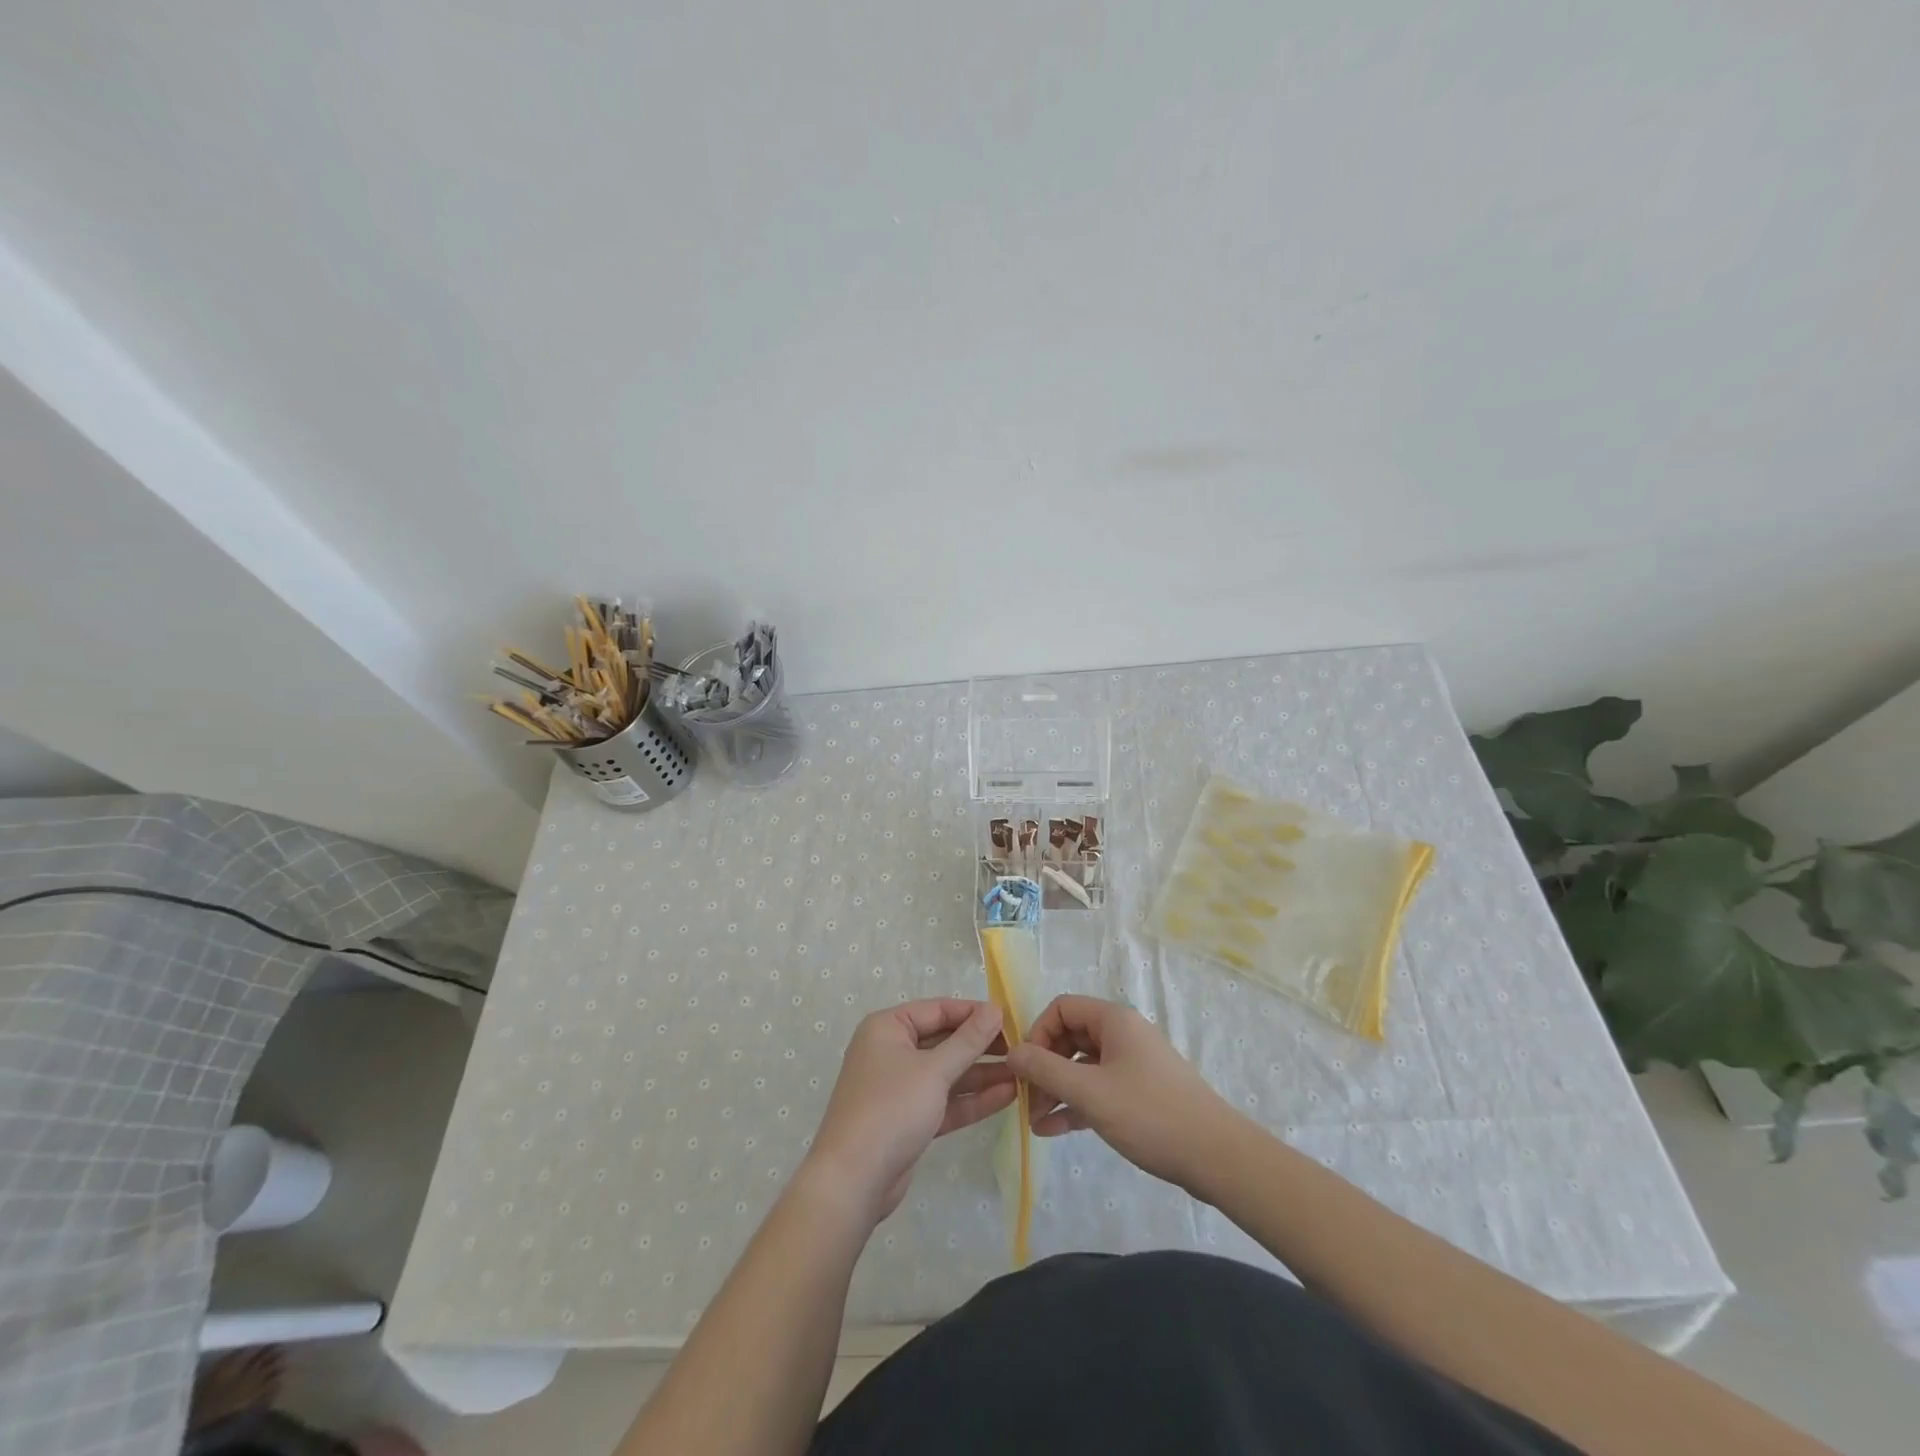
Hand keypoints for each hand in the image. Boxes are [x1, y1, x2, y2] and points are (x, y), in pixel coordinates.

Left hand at [802, 999, 1014, 1223]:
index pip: (938, 1010)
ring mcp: (900, 1087)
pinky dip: (971, 1100)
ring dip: (981, 1075)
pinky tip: (1006, 1096)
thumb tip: (995, 1009)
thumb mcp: (933, 1071)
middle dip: (980, 1047)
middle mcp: (892, 1051)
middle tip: (1020, 1049)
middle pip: (944, 1041)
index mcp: (888, 1028)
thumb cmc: (890, 1109)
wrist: (853, 1181)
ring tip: (1022, 1074)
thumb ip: (967, 1041)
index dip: (974, 1013)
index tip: (1010, 1019)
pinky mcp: (909, 1119)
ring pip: (947, 1073)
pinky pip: (945, 1100)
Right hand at [1006, 995, 1239, 1192]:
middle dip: (1044, 1067)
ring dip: (1056, 1090)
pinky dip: (1076, 1105)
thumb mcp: (1090, 1093)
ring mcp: (1132, 1065)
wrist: (1217, 1157)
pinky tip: (1054, 1131)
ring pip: (1081, 1067)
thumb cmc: (1150, 1115)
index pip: (1061, 1008)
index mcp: (1113, 1020)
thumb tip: (1011, 1052)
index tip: (1025, 1068)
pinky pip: (1097, 1089)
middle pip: (1069, 1038)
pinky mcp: (1139, 1094)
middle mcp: (1122, 1035)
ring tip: (1035, 1123)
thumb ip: (1045, 1070)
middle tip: (1026, 1101)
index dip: (1037, 1033)